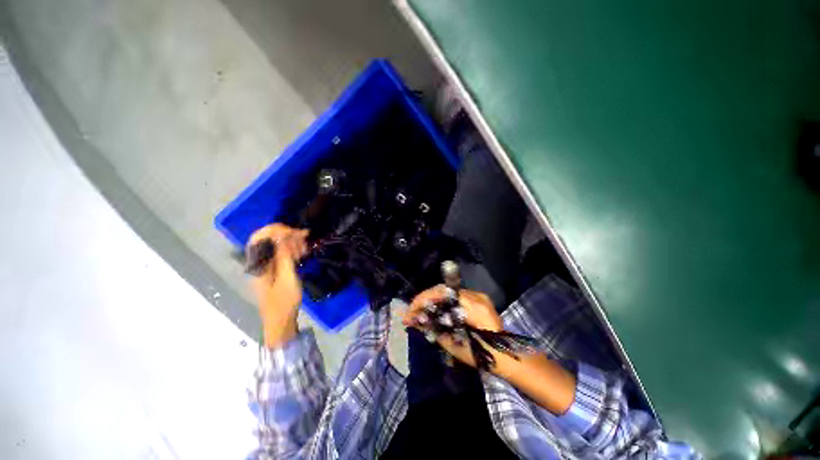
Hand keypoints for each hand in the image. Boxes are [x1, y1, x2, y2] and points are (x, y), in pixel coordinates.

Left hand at [247, 223, 308, 347]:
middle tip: (304, 236)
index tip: (294, 232)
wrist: (280, 320)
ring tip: (306, 246)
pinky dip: (292, 249)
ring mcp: (266, 265)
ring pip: (276, 245)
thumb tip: (283, 236)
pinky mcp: (274, 269)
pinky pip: (281, 253)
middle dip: (286, 234)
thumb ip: (284, 257)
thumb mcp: (287, 278)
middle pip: (268, 239)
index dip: (275, 229)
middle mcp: (259, 262)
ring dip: (291, 242)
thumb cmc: (283, 301)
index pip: (260, 237)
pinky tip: (302, 252)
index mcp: (258, 263)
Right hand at [402, 285, 502, 367]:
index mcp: (472, 306)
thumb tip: (415, 322)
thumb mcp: (456, 346)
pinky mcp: (480, 298)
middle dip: (425, 299)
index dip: (423, 299)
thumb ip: (435, 331)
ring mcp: (479, 295)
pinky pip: (456, 295)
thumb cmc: (484, 356)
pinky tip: (436, 309)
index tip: (410, 311)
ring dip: (433, 299)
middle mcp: (475, 295)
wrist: (510, 356)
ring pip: (449, 291)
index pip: (442, 293)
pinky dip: (443, 301)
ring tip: (421, 310)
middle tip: (413, 311)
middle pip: (443, 289)